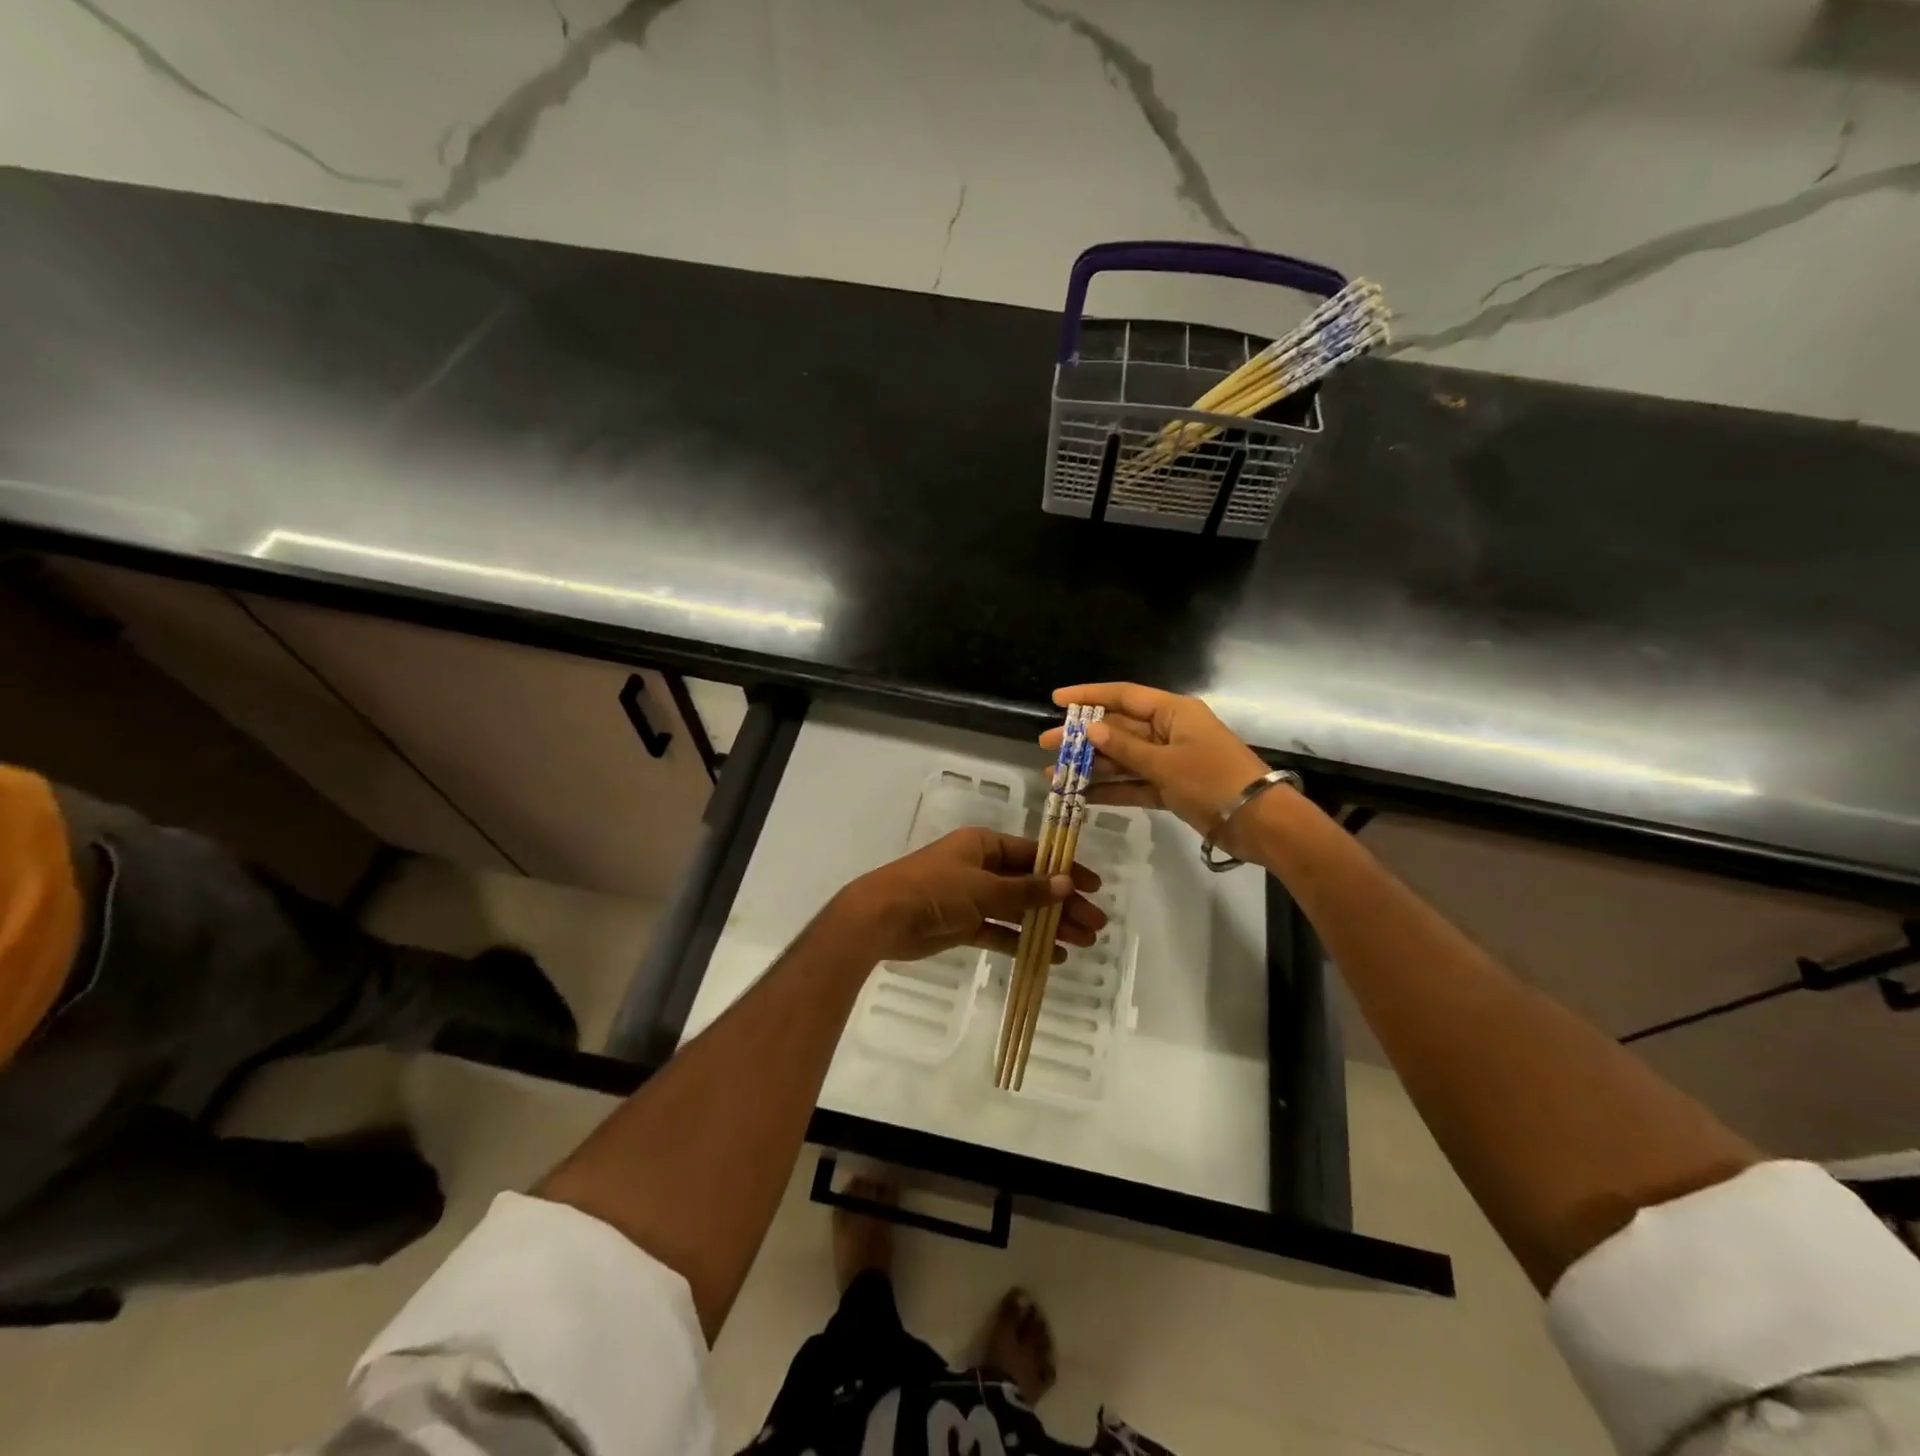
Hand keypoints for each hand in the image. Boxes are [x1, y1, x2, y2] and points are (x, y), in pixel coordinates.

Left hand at [829, 828, 1104, 965]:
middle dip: (1062, 903)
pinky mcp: (963, 925)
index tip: (1094, 887)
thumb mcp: (983, 887)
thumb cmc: (934, 890)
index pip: (1034, 855)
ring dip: (1048, 925)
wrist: (881, 918)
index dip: (1065, 871)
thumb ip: (1026, 890)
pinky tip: (1050, 956)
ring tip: (1082, 943)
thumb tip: (1067, 883)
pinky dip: (1022, 942)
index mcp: (984, 845)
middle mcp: (981, 867)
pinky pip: (1000, 932)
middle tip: (1095, 925)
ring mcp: (972, 897)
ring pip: (1018, 910)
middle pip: (1030, 884)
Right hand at [1039, 683, 1279, 853]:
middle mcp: (1169, 731)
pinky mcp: (1171, 788)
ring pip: (1122, 759)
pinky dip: (1110, 790)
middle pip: (1118, 729)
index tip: (1055, 700)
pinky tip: (1081, 796)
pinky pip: (1134, 784)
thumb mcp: (1166, 762)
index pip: (1123, 696)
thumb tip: (1090, 729)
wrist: (1260, 823)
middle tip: (1045, 744)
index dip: (1088, 695)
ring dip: (1091, 767)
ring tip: (1054, 775)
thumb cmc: (1213, 780)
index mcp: (1173, 712)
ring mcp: (1169, 761)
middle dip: (1081, 738)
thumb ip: (1125, 747)